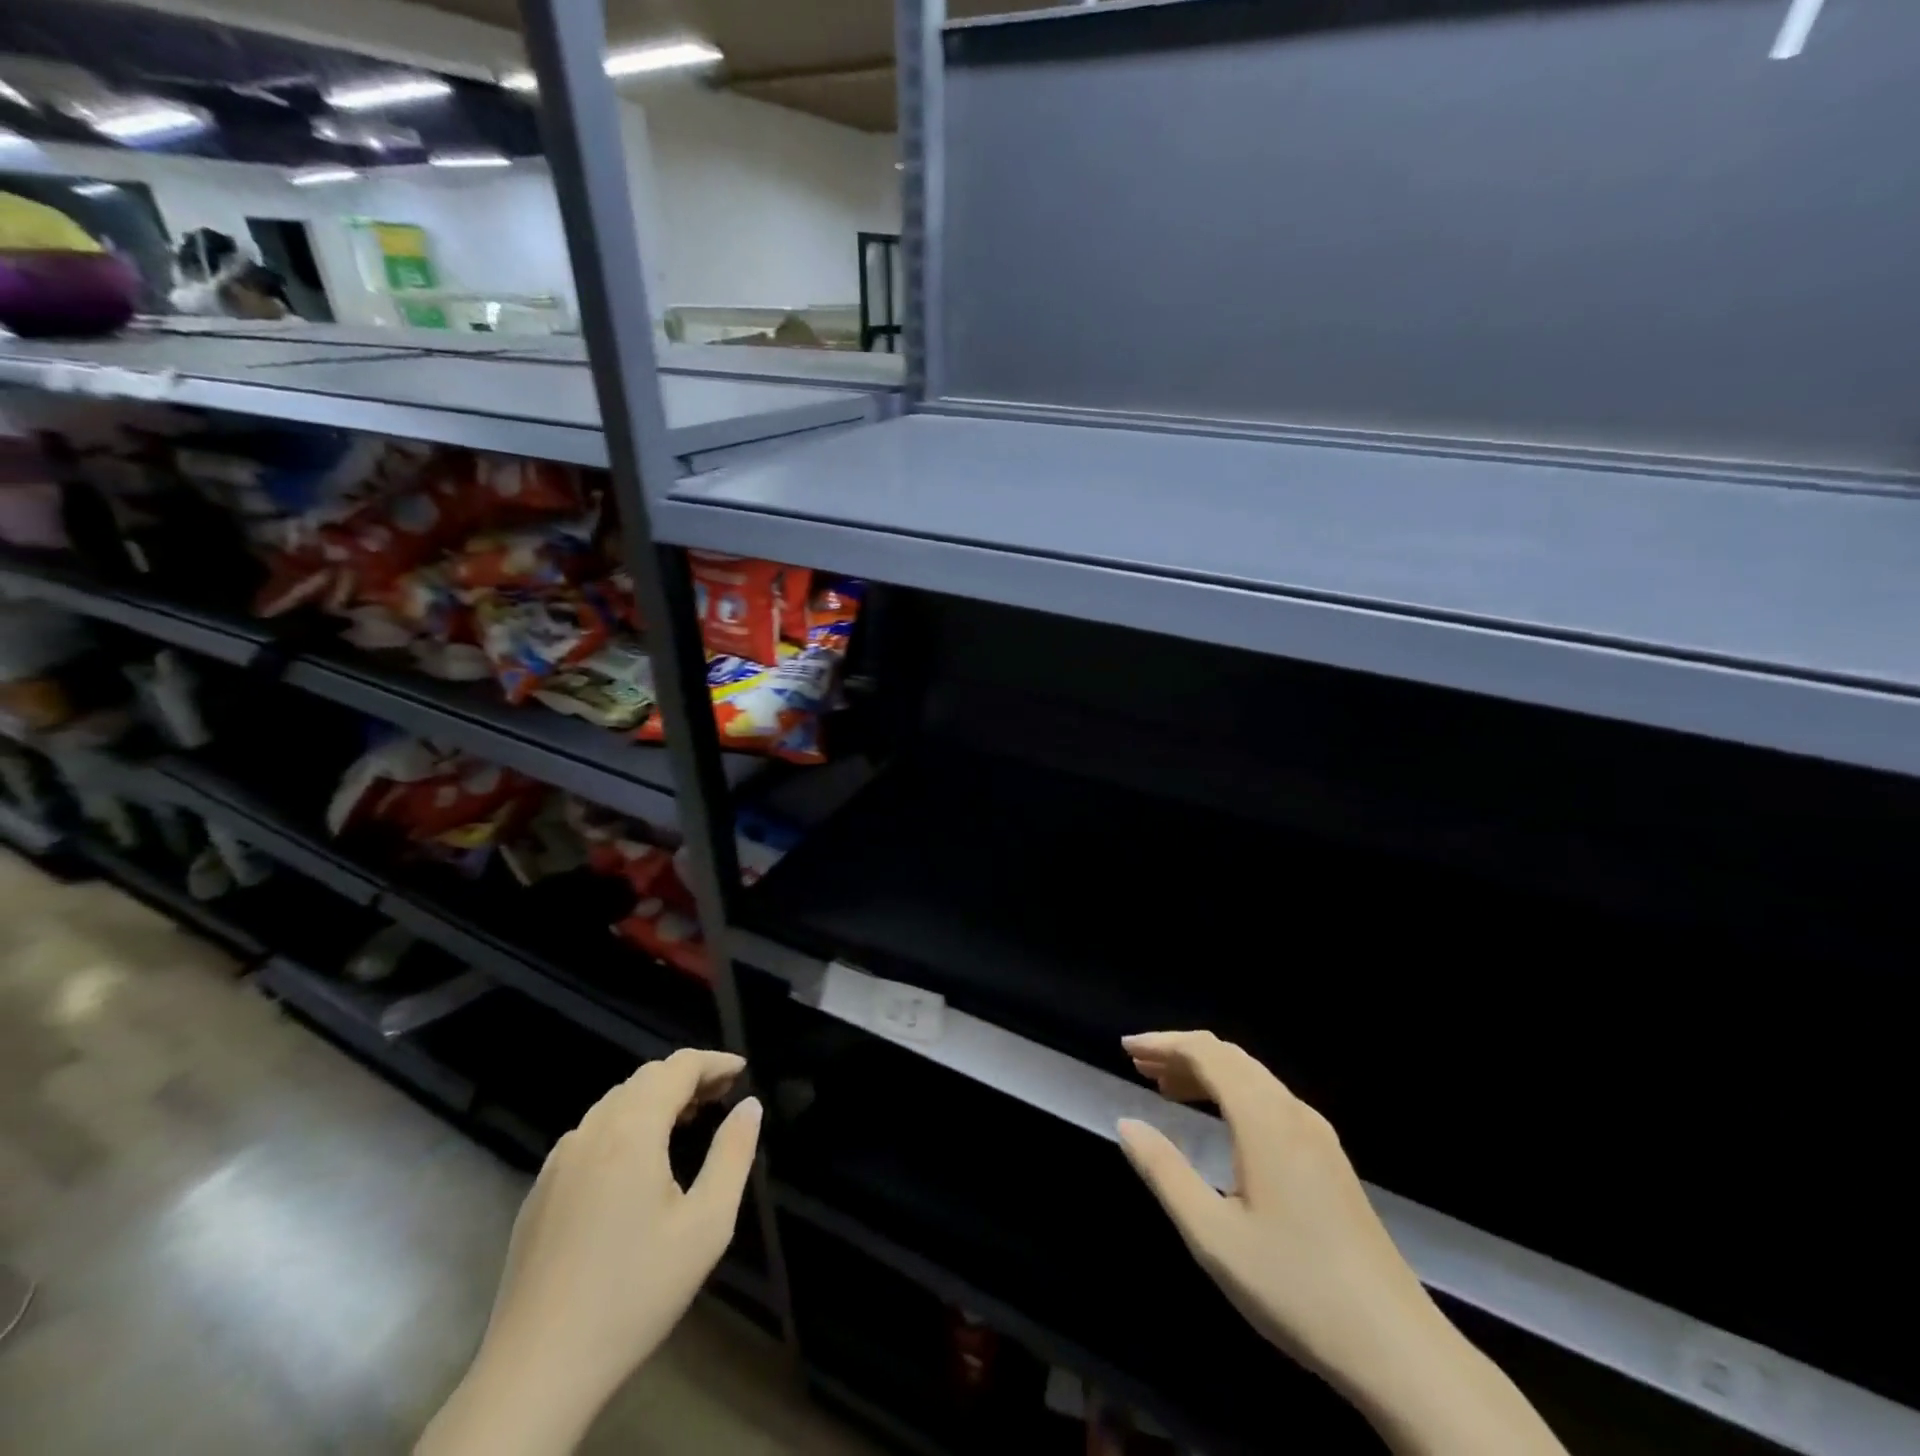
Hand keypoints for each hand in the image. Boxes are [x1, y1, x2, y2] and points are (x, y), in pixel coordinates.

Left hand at [418, 1049, 762, 1455]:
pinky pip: (590, 1134)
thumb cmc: (634, 1293)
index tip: (742, 1071)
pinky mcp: (539, 1191)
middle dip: (687, 1077)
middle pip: (644, 1078)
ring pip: (614, 1104)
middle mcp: (591, 1131)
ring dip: (655, 1098)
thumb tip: (749, 1106)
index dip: (714, 1061)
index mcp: (632, 1130)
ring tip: (687, 1121)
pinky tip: (637, 1162)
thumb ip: (733, 1155)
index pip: (677, 1067)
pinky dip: (625, 1124)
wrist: (536, 1372)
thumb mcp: (706, 1226)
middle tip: (722, 1095)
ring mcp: (558, 1161)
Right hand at [1116, 1031, 1429, 1392]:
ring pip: (1253, 1078)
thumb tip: (1127, 1123)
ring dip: (1207, 1073)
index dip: (1164, 1043)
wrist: (1398, 1348)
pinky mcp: (1329, 1158)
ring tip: (1166, 1089)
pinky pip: (1271, 1100)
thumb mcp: (1213, 1236)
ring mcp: (1317, 1135)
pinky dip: (1233, 1094)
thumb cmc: (1294, 1287)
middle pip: (1230, 1058)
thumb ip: (1164, 1171)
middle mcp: (1292, 1113)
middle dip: (1182, 1053)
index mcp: (1264, 1120)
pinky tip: (1219, 1122)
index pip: (1207, 1054)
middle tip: (1140, 1067)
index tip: (1127, 1049)